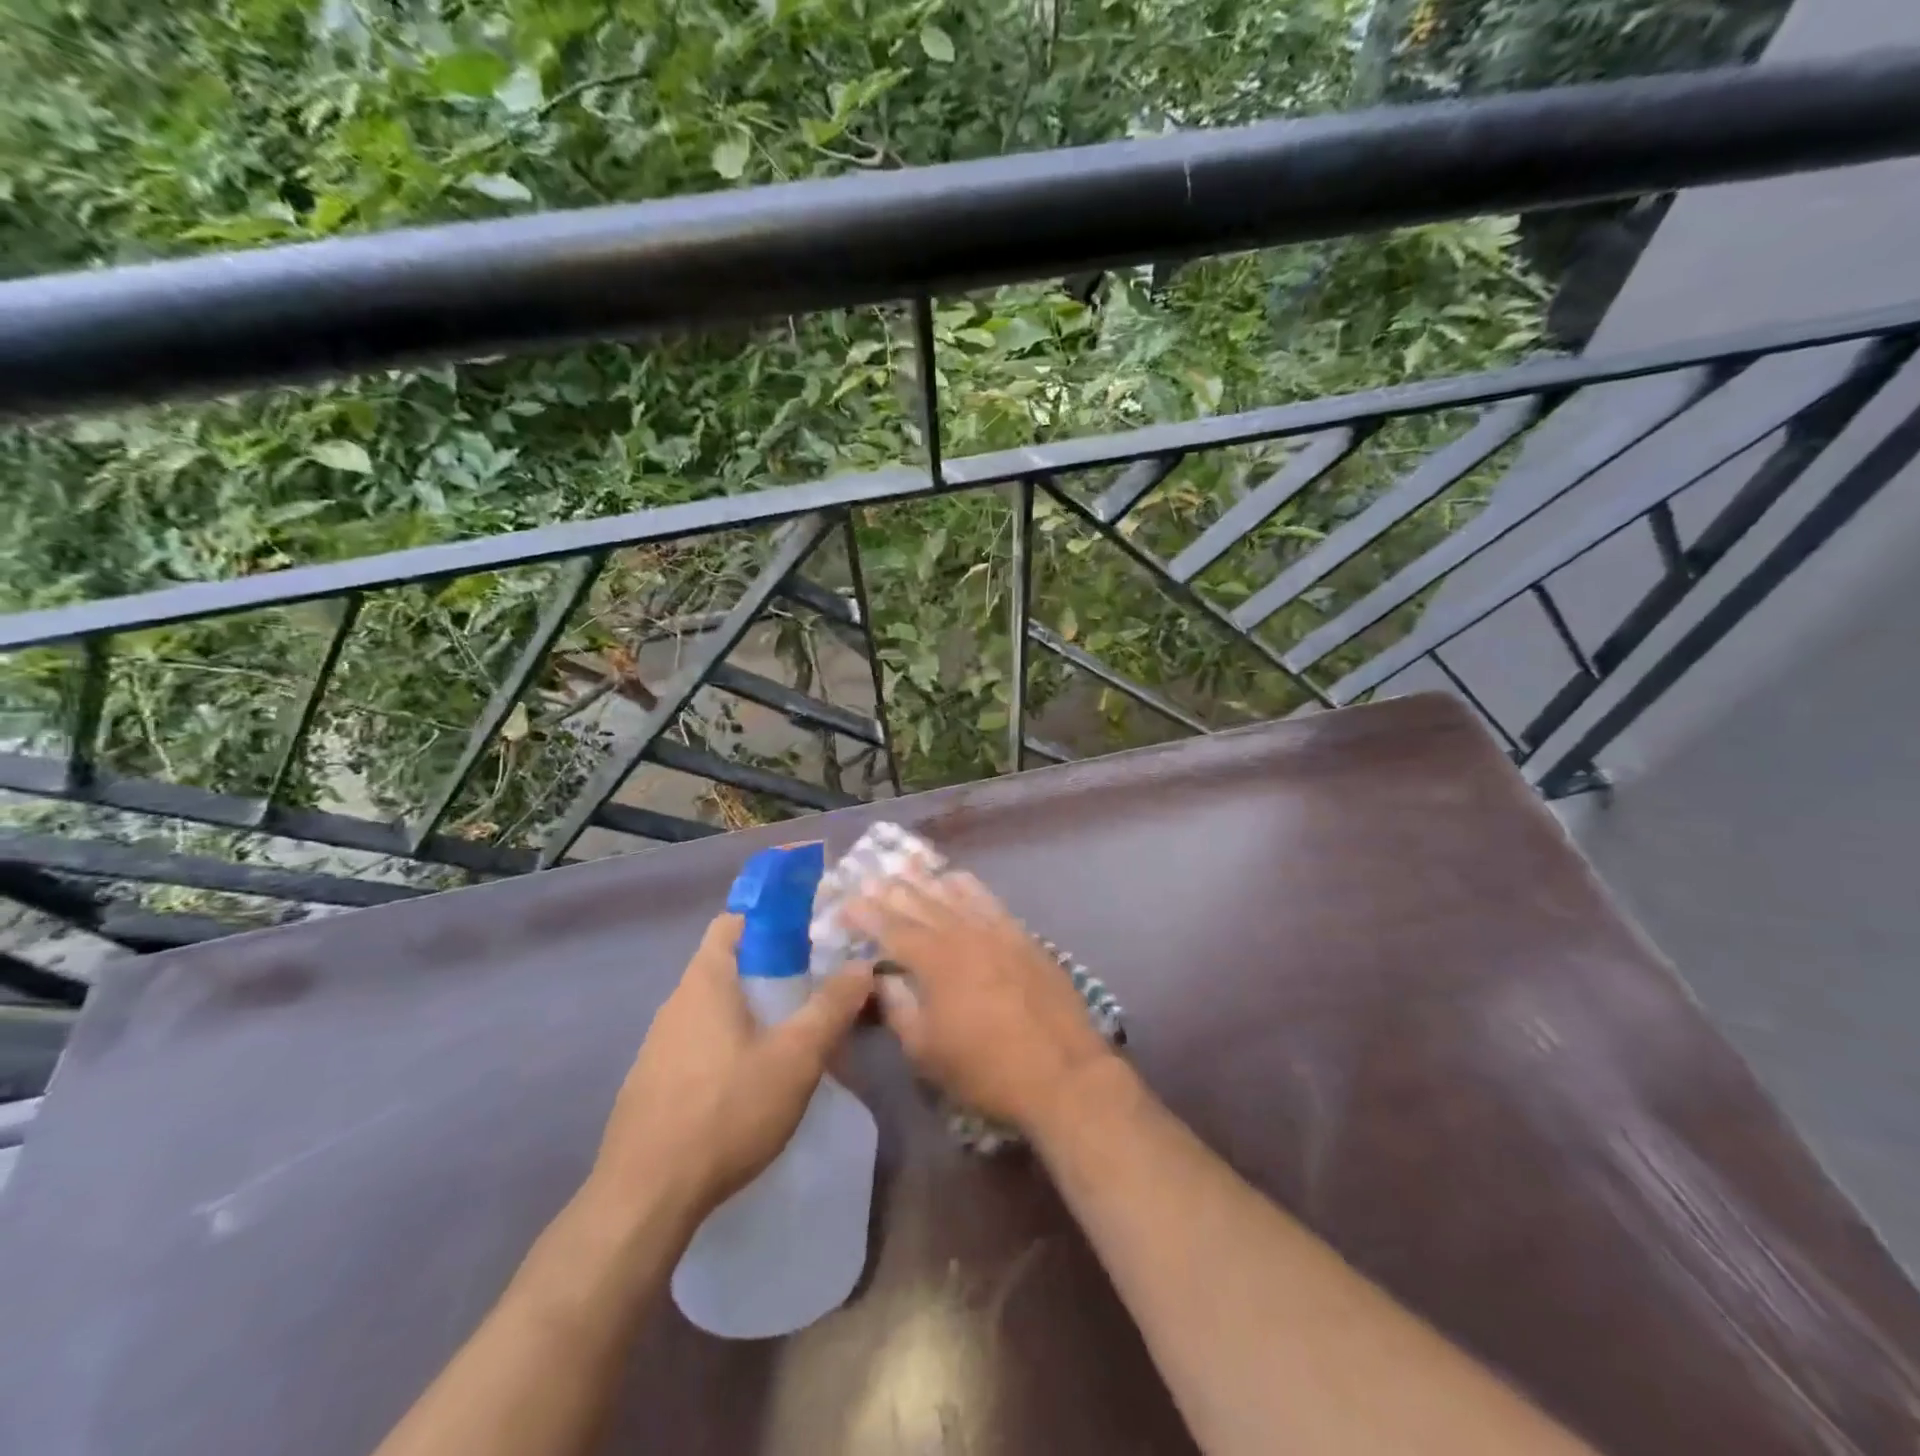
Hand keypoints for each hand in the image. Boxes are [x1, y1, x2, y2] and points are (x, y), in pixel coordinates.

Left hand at [589, 912, 873, 1227]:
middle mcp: (676, 1003)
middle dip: (771, 970)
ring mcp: (658, 1045)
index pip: (733, 921)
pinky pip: (699, 1044)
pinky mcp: (654, 1083)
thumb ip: (831, 1007)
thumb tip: (862, 965)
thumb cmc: (726, 1110)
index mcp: (705, 981)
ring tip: (791, 1037)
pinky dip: (729, 1045)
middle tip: (813, 989)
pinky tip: (753, 1082)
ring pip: (714, 1008)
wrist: (645, 1198)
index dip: (771, 918)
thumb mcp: (795, 1057)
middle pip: (726, 965)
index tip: (809, 935)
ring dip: (751, 1012)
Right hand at [843, 869, 1117, 1134]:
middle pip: (920, 903)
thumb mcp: (925, 1051)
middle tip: (868, 878)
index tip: (844, 904)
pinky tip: (958, 879)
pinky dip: (967, 886)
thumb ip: (898, 1008)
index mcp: (934, 960)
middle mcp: (963, 933)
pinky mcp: (1022, 936)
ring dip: (926, 880)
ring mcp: (996, 930)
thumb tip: (881, 978)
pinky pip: (988, 899)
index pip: (891, 928)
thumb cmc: (985, 1069)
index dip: (865, 914)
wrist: (1062, 1073)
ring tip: (905, 866)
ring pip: (954, 894)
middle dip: (891, 890)